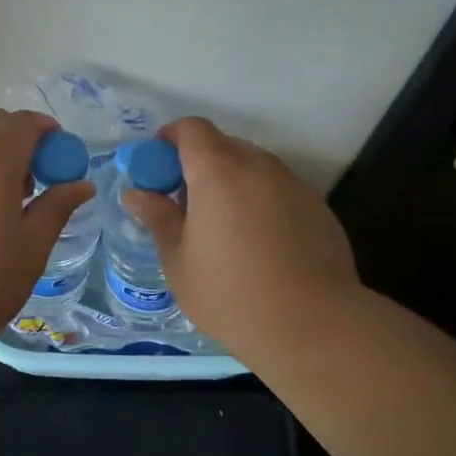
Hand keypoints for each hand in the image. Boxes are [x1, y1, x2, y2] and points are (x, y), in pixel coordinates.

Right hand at [122, 117, 361, 357]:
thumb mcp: (178, 260)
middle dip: (199, 164)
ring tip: (224, 228)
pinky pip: (279, 190)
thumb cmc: (231, 294)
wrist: (314, 326)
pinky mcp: (318, 207)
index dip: (170, 138)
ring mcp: (293, 185)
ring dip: (232, 182)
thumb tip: (136, 193)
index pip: (192, 129)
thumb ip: (158, 218)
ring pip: (253, 167)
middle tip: (186, 204)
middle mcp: (258, 166)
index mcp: (218, 172)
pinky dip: (261, 201)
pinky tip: (260, 244)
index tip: (158, 166)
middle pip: (223, 145)